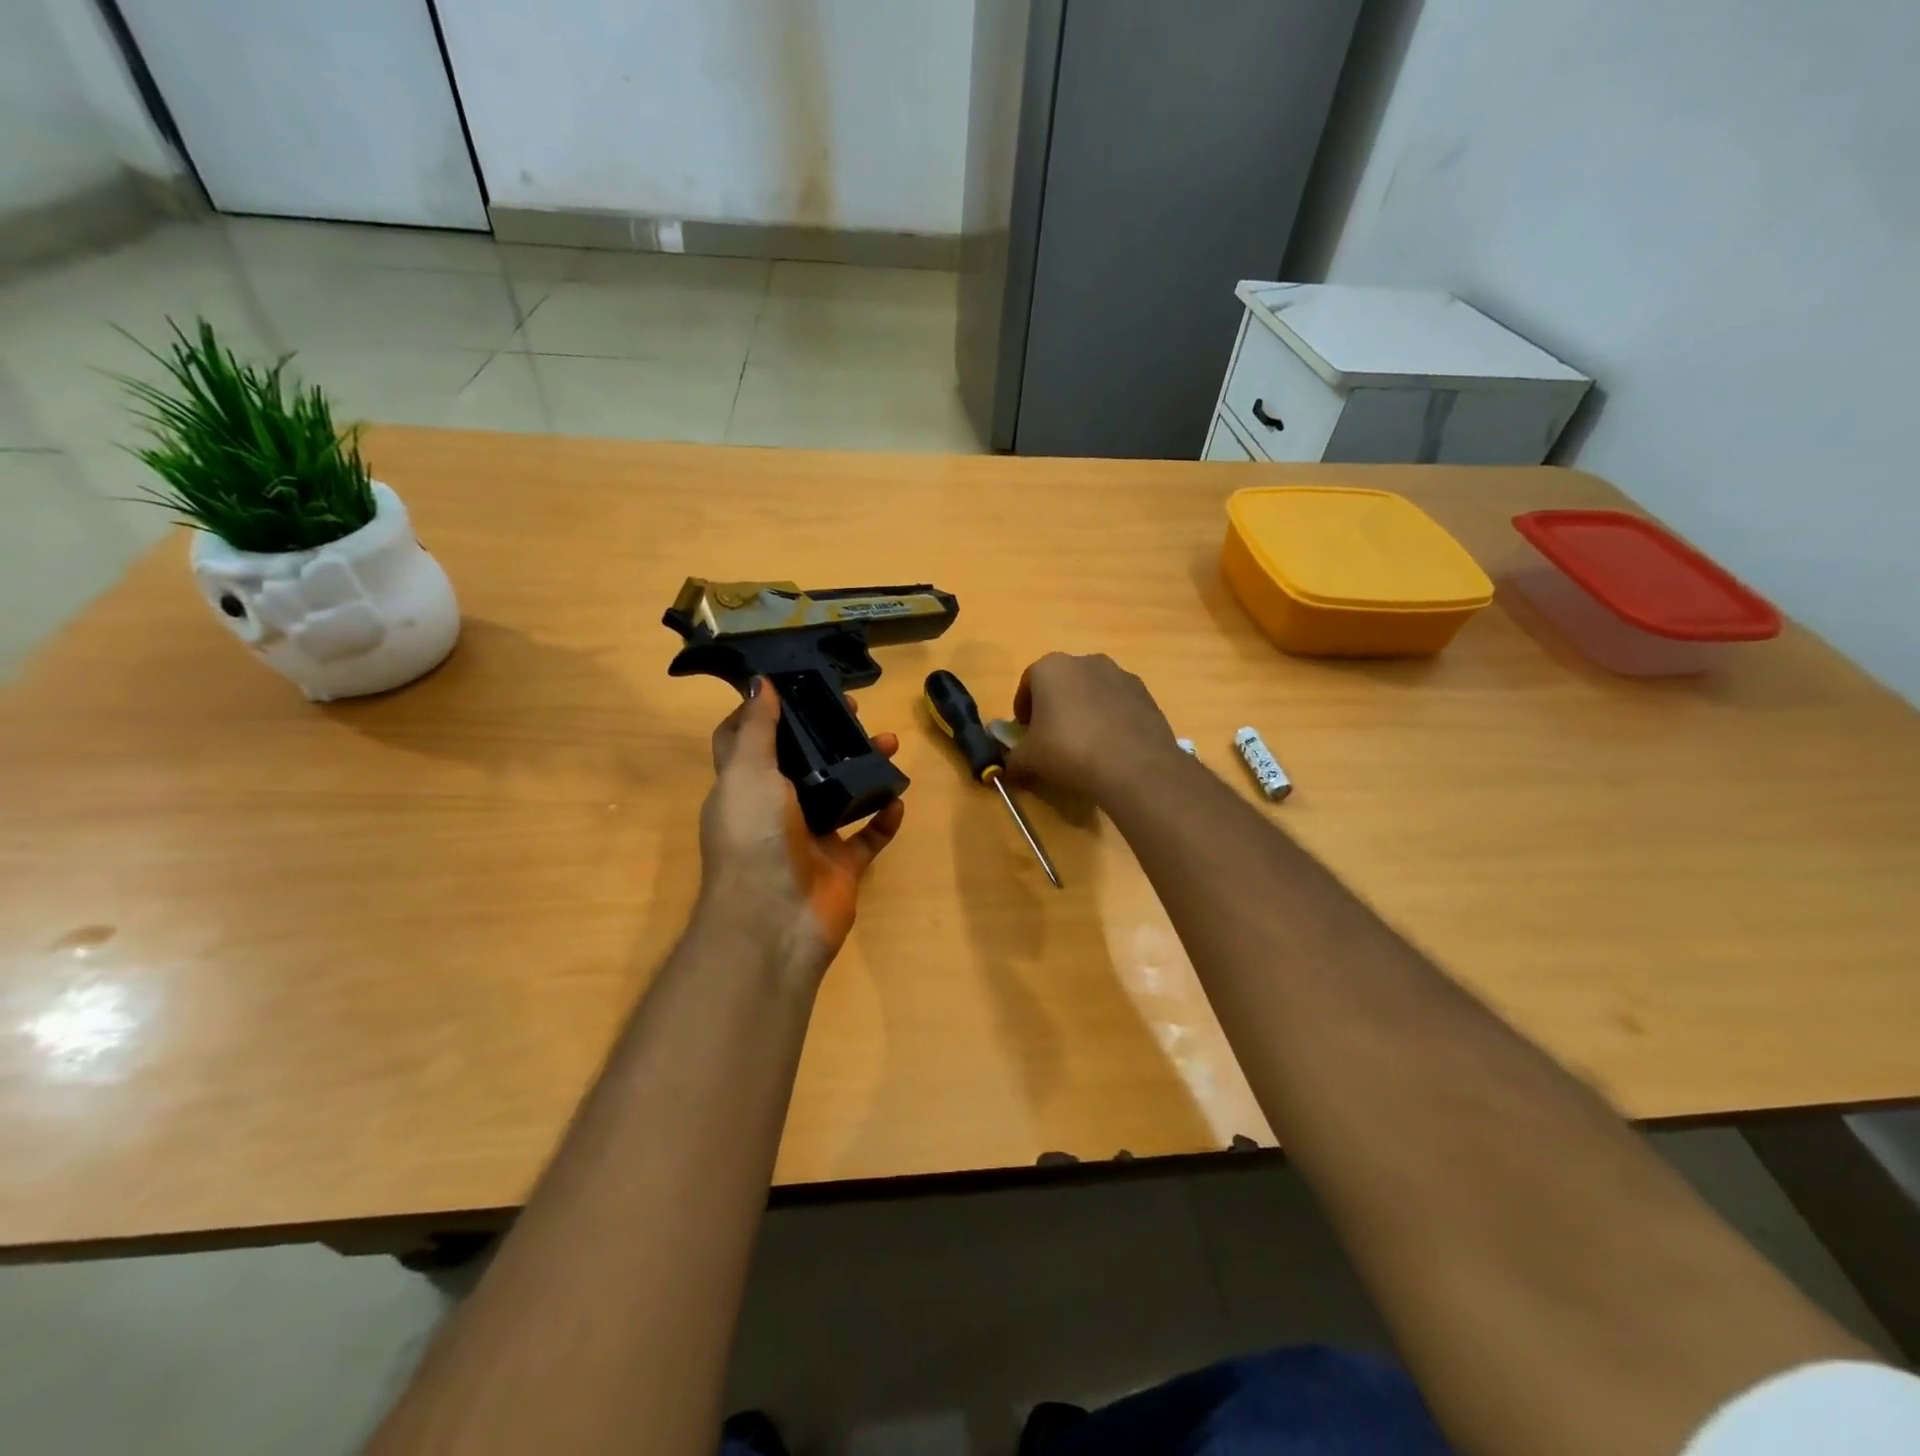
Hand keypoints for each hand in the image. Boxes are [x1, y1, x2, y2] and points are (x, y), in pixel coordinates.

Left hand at [698, 679, 903, 978]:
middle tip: (855, 711)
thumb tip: (759, 682)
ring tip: (890, 744)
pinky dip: (884, 819)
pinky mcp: (840, 866)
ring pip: (841, 794)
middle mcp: (775, 809)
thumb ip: (758, 729)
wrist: (774, 922)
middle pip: (803, 762)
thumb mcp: (749, 773)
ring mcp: (810, 839)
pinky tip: (899, 801)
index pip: (746, 740)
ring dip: (864, 769)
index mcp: (745, 786)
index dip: (765, 712)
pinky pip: (868, 837)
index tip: (794, 686)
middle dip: (827, 735)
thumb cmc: (753, 839)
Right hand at [1007, 653, 1180, 802]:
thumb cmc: (1068, 752)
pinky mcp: (1145, 694)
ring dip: (1084, 710)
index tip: (1024, 732)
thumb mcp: (1028, 760)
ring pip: (1092, 691)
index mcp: (1051, 668)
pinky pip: (1118, 704)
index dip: (1023, 710)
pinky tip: (1110, 747)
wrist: (1132, 767)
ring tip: (1084, 744)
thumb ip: (1013, 760)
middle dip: (1054, 706)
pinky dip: (1110, 719)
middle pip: (1062, 683)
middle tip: (1052, 738)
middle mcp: (1086, 661)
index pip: (1028, 684)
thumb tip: (1010, 768)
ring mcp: (1120, 675)